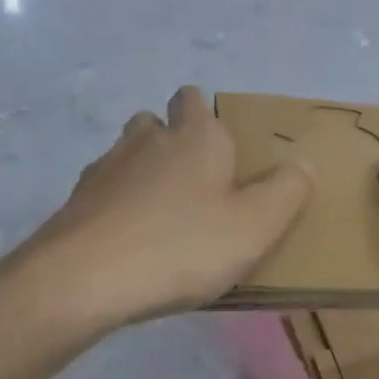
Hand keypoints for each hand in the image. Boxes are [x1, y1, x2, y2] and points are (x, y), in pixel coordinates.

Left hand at [22, 86, 312, 327]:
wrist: (86, 278)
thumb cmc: (183, 247)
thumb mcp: (256, 226)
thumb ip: (287, 192)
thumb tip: (301, 164)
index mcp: (196, 137)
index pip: (195, 99)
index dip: (206, 116)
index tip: (222, 151)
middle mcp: (147, 140)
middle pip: (157, 123)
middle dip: (174, 143)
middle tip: (197, 187)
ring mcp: (106, 168)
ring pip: (129, 156)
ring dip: (145, 174)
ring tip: (164, 217)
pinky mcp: (77, 201)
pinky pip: (106, 193)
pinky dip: (119, 206)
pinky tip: (130, 241)